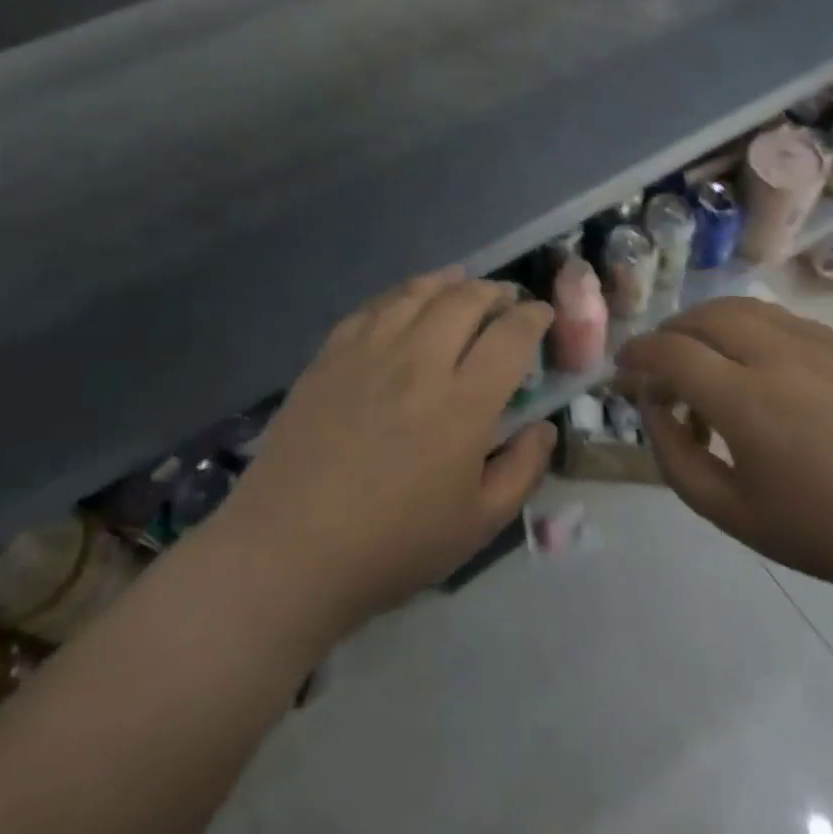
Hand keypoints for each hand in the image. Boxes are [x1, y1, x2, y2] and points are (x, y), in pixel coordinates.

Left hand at [210, 270, 556, 636]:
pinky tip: (408, 301)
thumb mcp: (477, 525)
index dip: (533, 316)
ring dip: (451, 282)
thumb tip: (544, 426)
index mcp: (463, 402)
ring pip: (420, 292)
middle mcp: (420, 361)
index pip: (511, 334)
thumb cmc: (392, 545)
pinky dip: (402, 294)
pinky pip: (375, 305)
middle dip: (496, 292)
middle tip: (505, 300)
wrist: (288, 551)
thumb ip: (523, 470)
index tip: (541, 315)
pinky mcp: (332, 353)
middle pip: (467, 299)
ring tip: (462, 285)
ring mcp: (371, 351)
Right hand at [617, 297, 832, 614]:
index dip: (639, 353)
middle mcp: (777, 355)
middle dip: (671, 332)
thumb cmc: (825, 532)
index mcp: (745, 399)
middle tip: (661, 360)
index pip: (672, 352)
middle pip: (706, 316)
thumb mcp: (732, 514)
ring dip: (711, 322)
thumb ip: (677, 457)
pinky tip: (761, 362)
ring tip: (705, 352)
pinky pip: (787, 321)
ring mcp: (820, 345)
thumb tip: (654, 408)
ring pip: (747, 308)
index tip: (624, 366)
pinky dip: (754, 328)